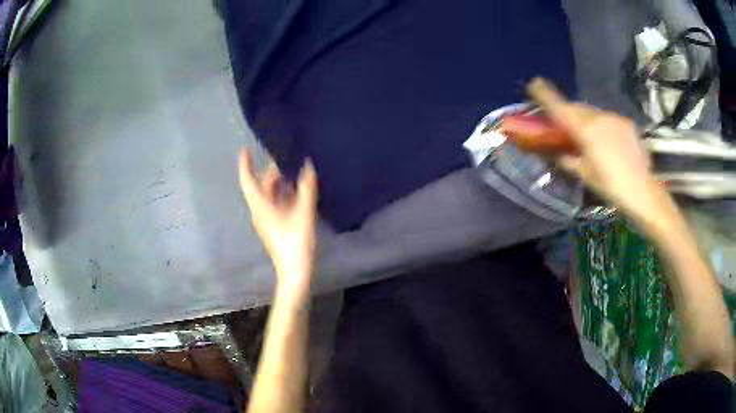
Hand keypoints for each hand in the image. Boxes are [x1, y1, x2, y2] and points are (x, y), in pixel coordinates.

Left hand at [239, 149, 317, 294]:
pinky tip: (300, 191)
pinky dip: (285, 195)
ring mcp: (267, 219)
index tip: (246, 149)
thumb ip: (306, 188)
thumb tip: (307, 166)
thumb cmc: (295, 242)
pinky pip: (277, 204)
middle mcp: (260, 211)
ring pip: (271, 195)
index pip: (247, 181)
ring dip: (282, 183)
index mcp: (260, 206)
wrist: (295, 271)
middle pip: (262, 186)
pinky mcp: (275, 226)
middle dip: (274, 171)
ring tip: (298, 171)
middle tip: (290, 158)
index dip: (245, 164)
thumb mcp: (304, 213)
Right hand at [505, 78, 673, 225]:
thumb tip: (560, 153)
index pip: (560, 107)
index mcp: (585, 130)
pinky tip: (607, 141)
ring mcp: (614, 118)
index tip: (534, 83)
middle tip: (564, 122)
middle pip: (577, 107)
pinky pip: (608, 119)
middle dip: (568, 111)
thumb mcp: (585, 175)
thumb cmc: (611, 187)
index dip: (545, 94)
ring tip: (588, 135)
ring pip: (593, 112)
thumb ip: (570, 160)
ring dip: (586, 118)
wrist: (643, 191)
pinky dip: (602, 125)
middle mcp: (598, 117)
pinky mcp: (627, 123)